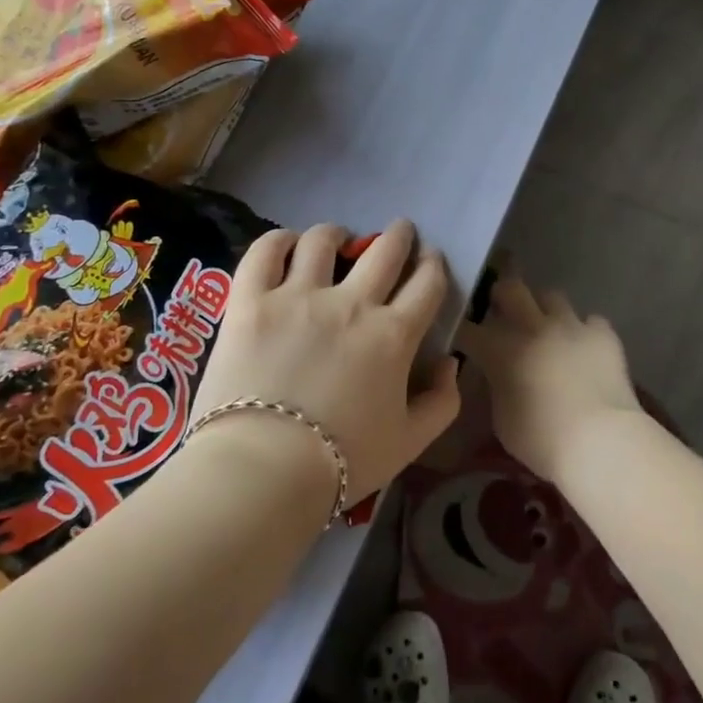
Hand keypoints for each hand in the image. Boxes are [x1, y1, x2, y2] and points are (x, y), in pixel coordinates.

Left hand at [192, 220, 461, 506]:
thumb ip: (442, 402)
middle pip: (385, 251)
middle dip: (399, 235)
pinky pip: (265, 252)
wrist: (264, 470)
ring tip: (337, 238)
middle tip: (399, 232)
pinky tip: (287, 243)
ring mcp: (298, 296)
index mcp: (393, 335)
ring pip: (323, 241)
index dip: (434, 265)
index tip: (431, 258)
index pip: (426, 283)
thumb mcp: (410, 442)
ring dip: (338, 234)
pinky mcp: (251, 300)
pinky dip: (279, 240)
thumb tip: (450, 363)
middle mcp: (352, 303)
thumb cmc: (343, 461)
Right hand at [455, 273, 643, 482]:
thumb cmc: (542, 440)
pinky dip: (585, 331)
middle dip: (502, 294)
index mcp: (501, 350)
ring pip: (552, 296)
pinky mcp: (603, 334)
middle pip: (510, 289)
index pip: (469, 329)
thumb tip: (499, 375)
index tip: (463, 336)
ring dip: (545, 309)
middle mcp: (533, 327)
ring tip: (547, 326)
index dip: (463, 330)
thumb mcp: (502, 419)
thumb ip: (498, 386)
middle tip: (502, 307)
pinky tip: (585, 346)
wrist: (600, 440)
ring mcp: (571, 326)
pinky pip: (591, 320)